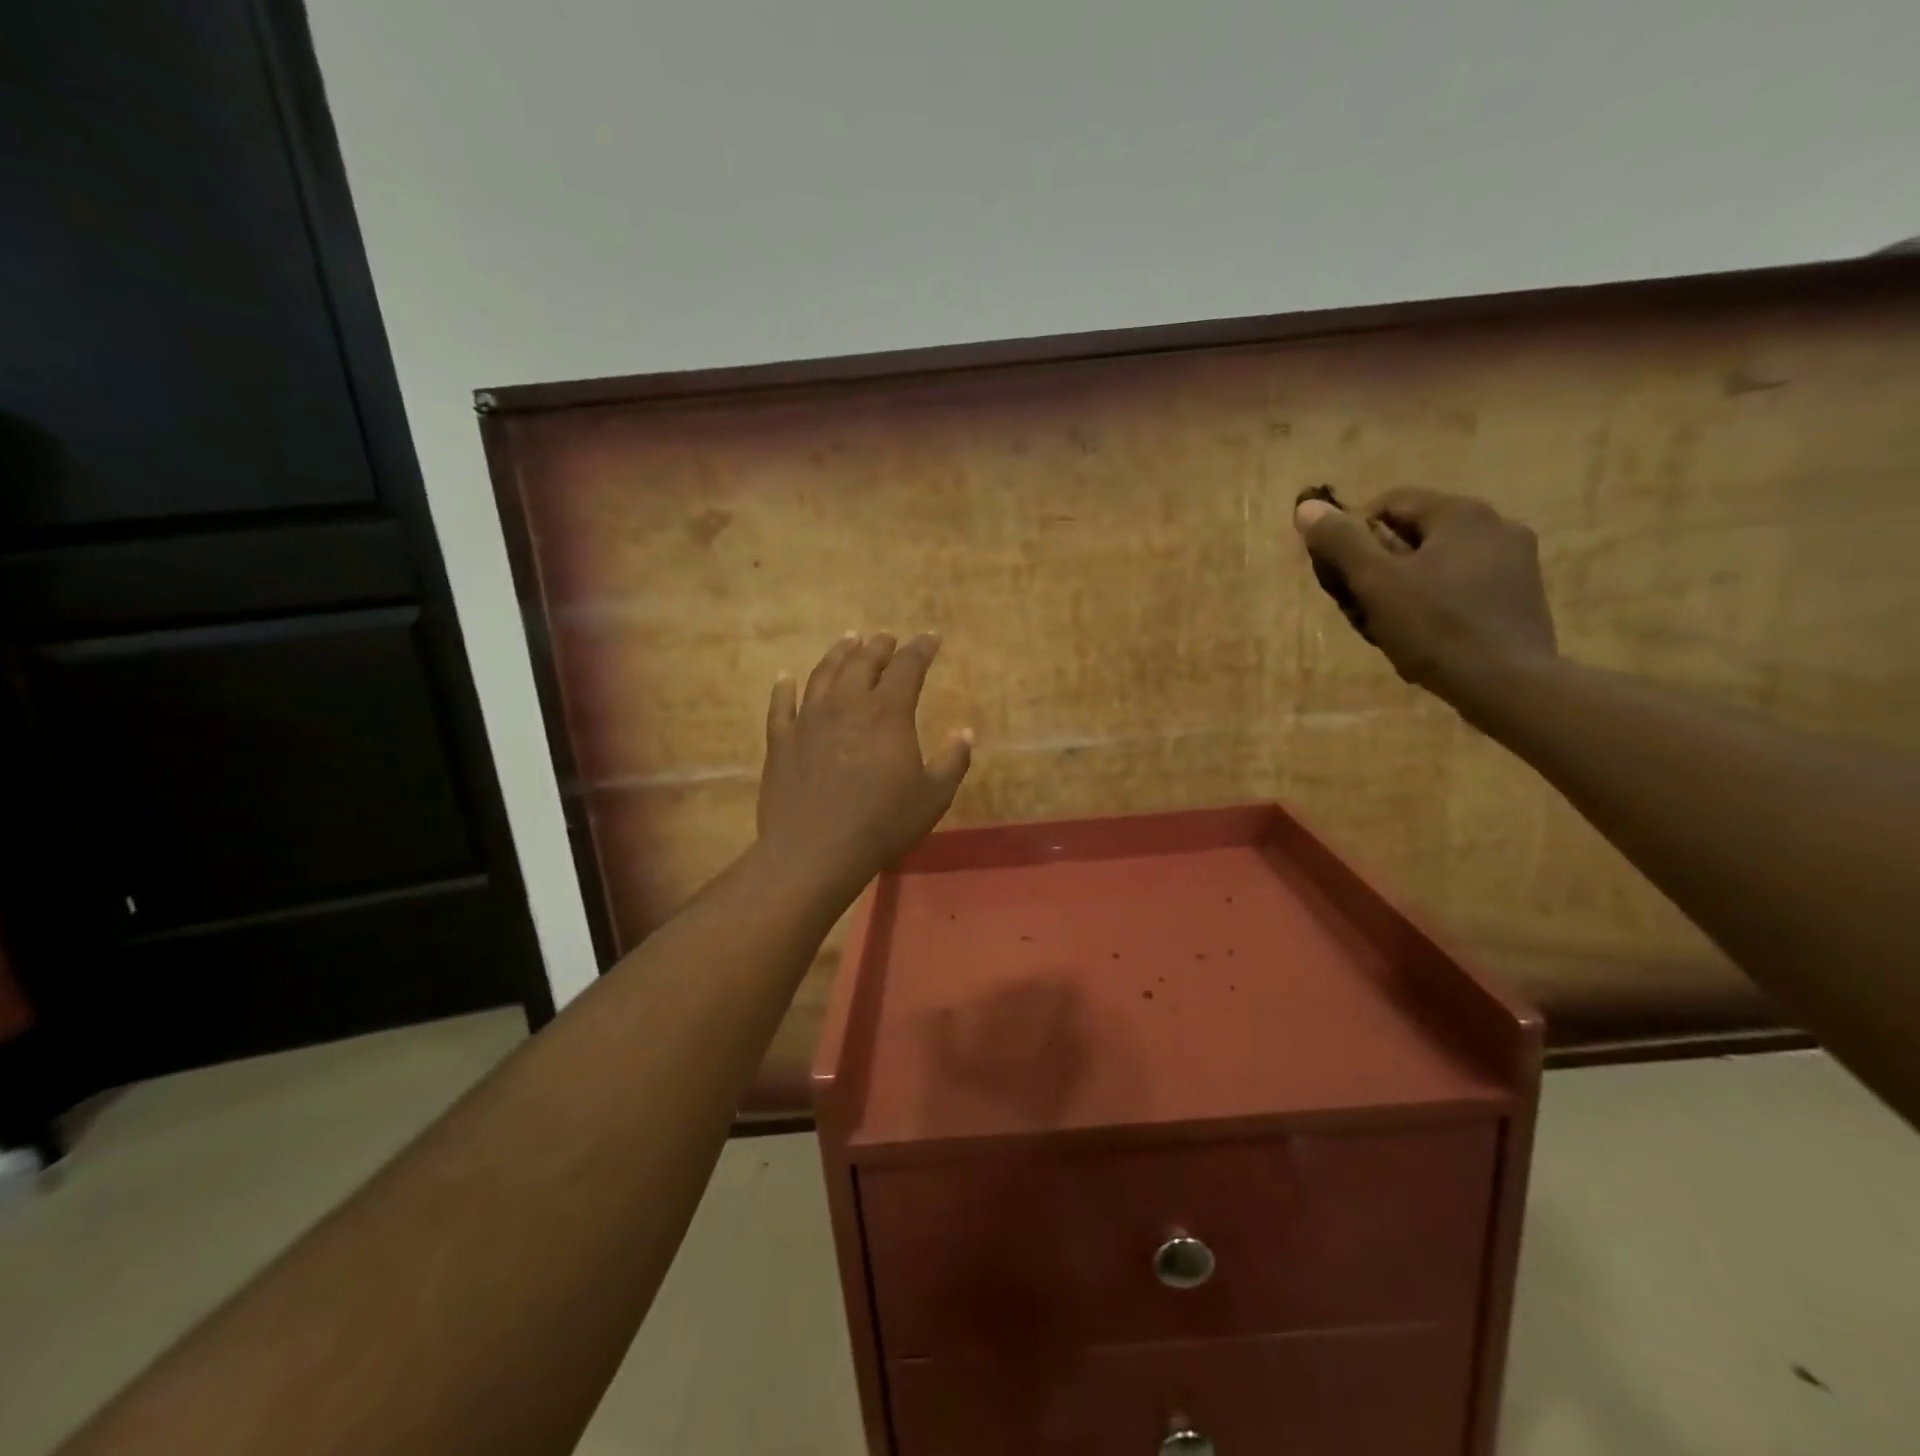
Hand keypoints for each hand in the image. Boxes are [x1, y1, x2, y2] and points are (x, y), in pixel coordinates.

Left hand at [756, 632, 972, 899]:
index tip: (931, 638)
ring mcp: (808, 719)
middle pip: (863, 662)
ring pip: (823, 673)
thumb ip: (953, 761)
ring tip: (849, 640)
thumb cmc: (882, 824)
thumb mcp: (933, 797)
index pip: (908, 667)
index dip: (921, 648)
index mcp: (887, 713)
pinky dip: (784, 688)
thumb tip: (964, 733)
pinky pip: (781, 705)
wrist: (815, 851)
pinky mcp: (781, 740)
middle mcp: (847, 704)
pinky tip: (786, 678)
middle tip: (887, 638)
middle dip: (879, 646)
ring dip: (839, 653)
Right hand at [1293, 488, 1557, 707]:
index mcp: (1461, 513)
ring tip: (1391, 625)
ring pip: (1440, 561)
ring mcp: (1516, 561)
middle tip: (1361, 604)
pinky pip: (1464, 584)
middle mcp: (1496, 525)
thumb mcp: (1375, 582)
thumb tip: (1307, 507)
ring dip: (1407, 585)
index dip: (1354, 534)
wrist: (1509, 685)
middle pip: (1416, 533)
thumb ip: (1341, 541)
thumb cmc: (1435, 627)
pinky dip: (1437, 600)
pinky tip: (1427, 634)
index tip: (1341, 573)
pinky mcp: (1522, 595)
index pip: (1390, 502)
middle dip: (1381, 564)